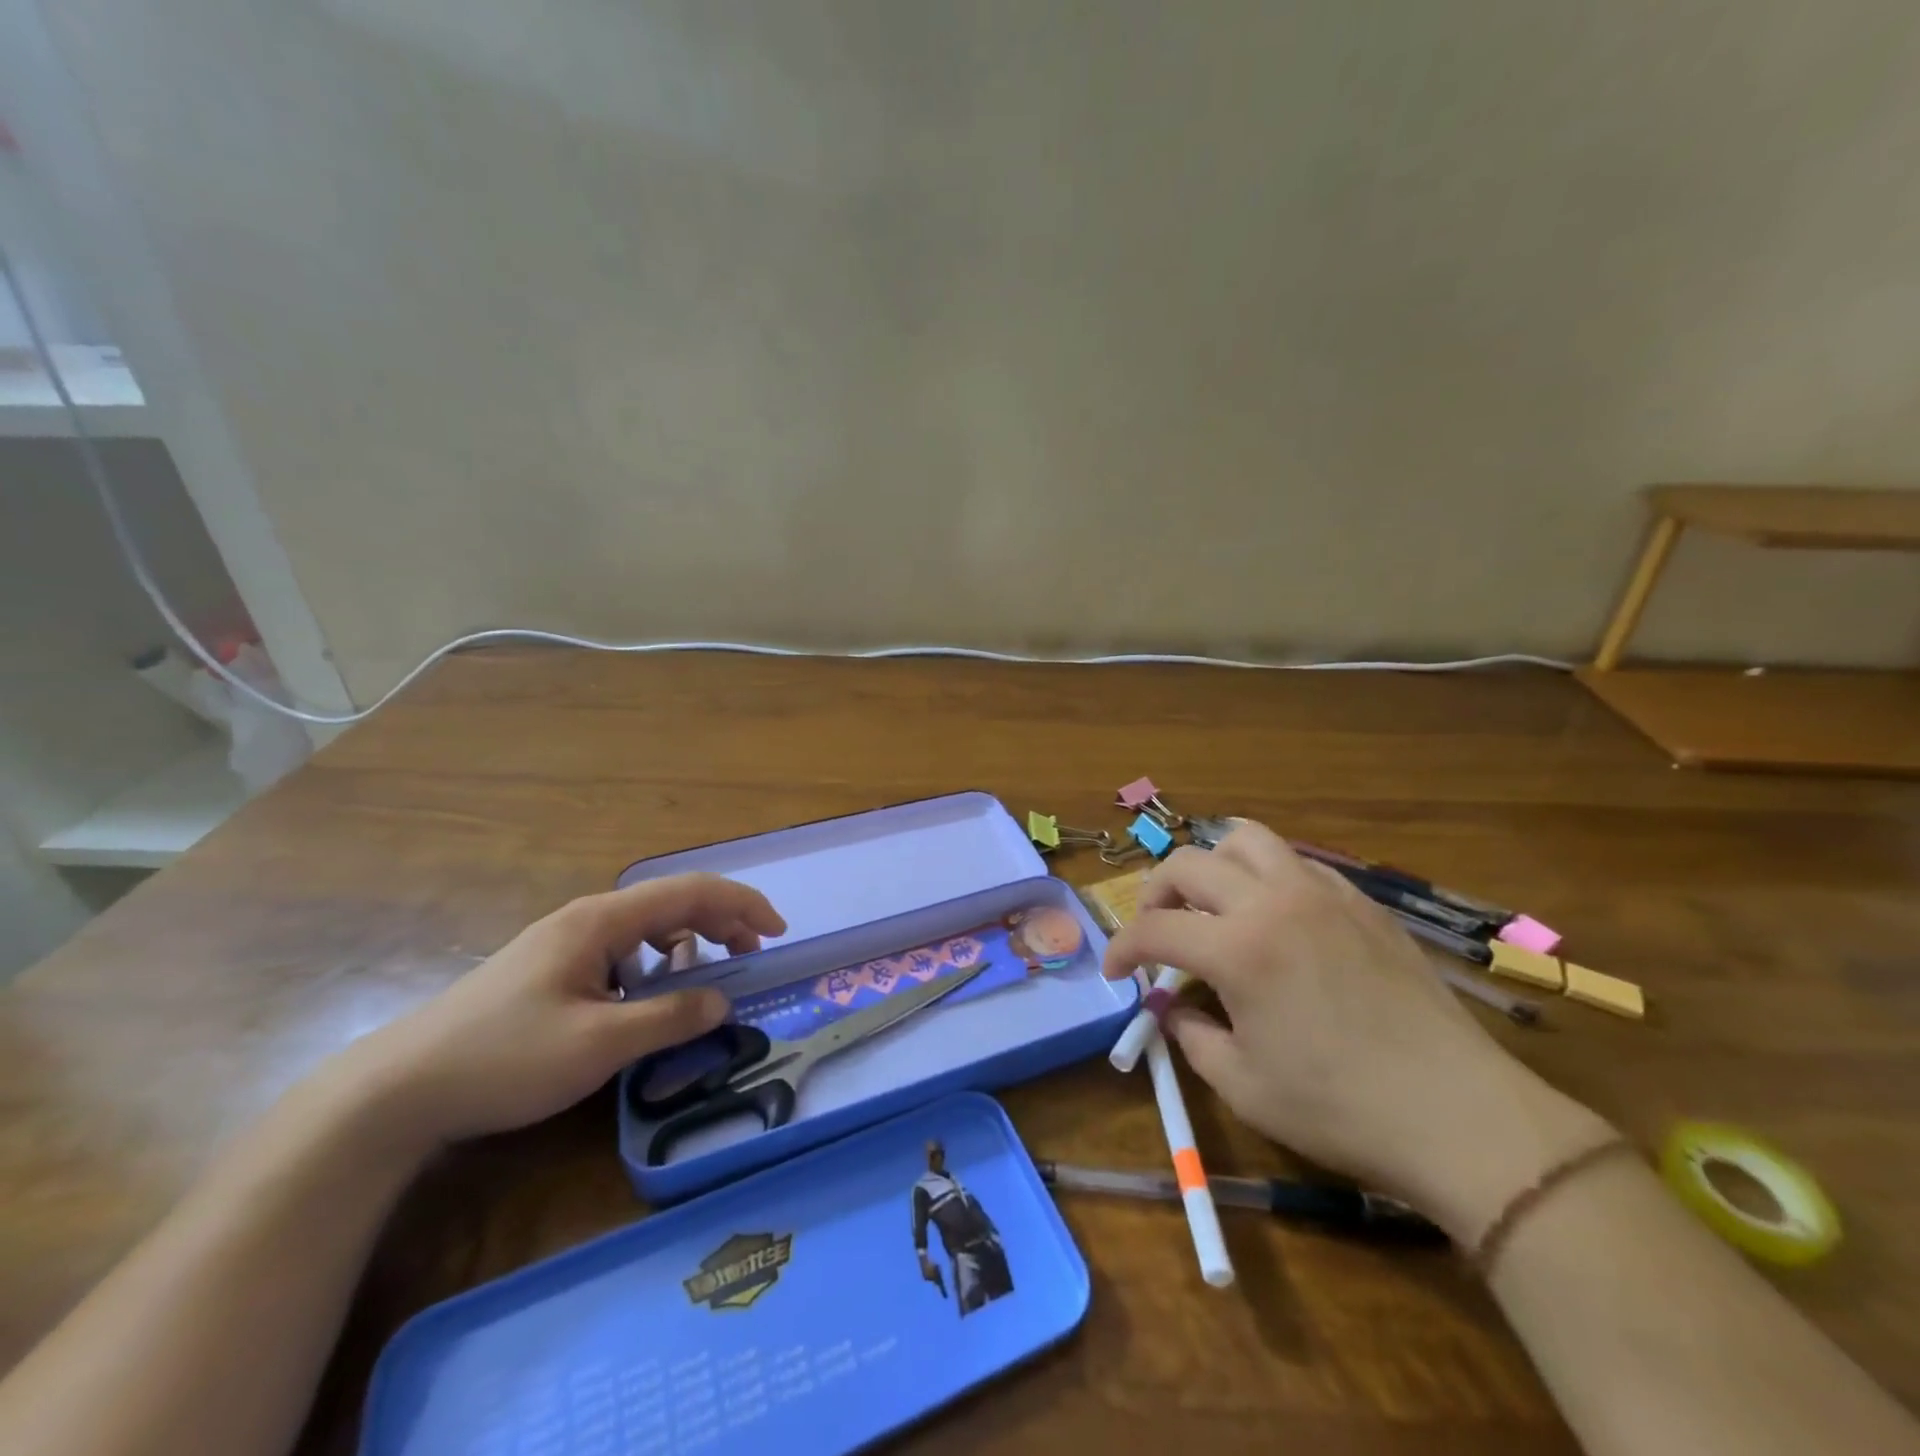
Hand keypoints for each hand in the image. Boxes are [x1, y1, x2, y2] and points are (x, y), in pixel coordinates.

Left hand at [339, 874, 785, 1151]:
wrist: (398, 1090)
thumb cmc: (505, 1059)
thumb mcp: (599, 1045)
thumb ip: (670, 1018)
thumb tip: (723, 1000)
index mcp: (601, 921)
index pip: (689, 892)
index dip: (741, 904)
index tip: (776, 933)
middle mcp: (587, 918)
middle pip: (671, 902)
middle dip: (722, 920)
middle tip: (754, 954)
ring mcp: (565, 942)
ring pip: (647, 926)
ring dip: (690, 941)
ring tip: (711, 973)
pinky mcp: (551, 969)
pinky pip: (623, 951)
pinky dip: (656, 962)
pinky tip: (652, 993)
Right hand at [1103, 824, 1609, 1243]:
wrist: (1461, 1115)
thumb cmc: (1341, 1109)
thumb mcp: (1244, 1086)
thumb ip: (1192, 1036)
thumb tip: (1173, 1007)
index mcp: (1238, 948)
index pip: (1154, 928)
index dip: (1121, 948)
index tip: (1115, 972)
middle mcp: (1273, 902)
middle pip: (1188, 864)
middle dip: (1155, 894)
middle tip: (1156, 931)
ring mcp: (1322, 893)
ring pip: (1246, 840)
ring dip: (1212, 865)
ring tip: (1212, 904)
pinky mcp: (1361, 903)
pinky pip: (1297, 863)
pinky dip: (1265, 877)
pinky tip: (1274, 919)